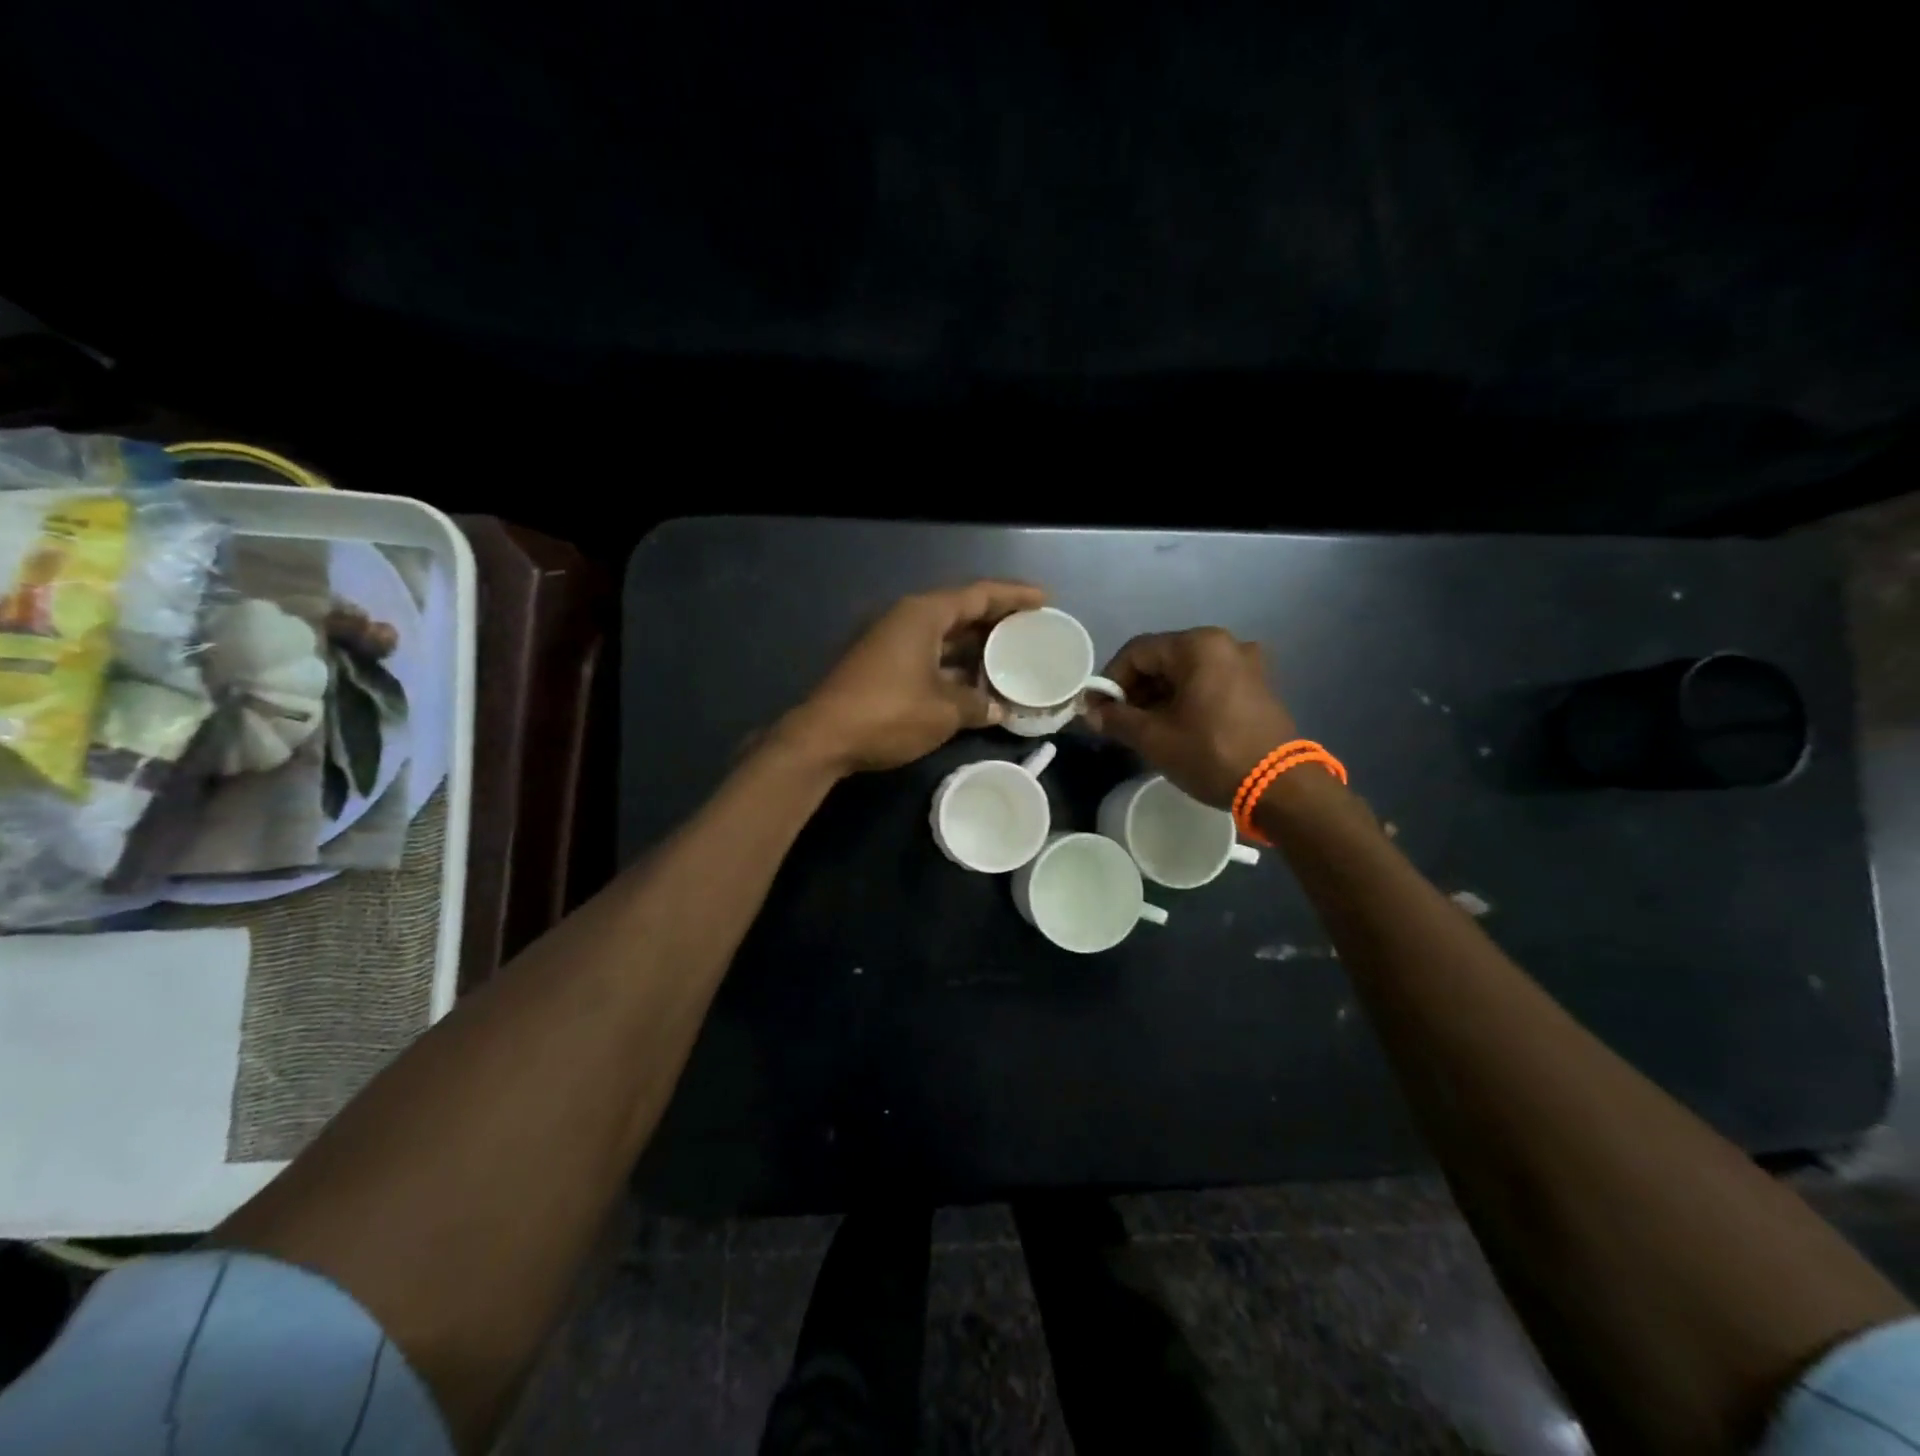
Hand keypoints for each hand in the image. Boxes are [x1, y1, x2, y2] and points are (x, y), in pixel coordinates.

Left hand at [782, 581, 1047, 773]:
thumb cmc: (888, 714)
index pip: (979, 594)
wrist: (823, 738)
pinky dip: (954, 666)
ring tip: (1012, 657)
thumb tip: (998, 710)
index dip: (1014, 596)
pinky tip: (976, 683)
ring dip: (976, 648)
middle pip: (961, 611)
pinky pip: (930, 656)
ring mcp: (892, 642)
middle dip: (997, 622)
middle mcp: (907, 619)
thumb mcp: (943, 711)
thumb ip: (977, 705)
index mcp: (924, 615)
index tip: (1045, 601)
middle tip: (1032, 630)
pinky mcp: (882, 666)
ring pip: (944, 636)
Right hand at [1084, 628, 1298, 807]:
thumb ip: (1117, 719)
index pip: (1137, 652)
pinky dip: (1185, 699)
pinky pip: (1209, 683)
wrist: (1280, 787)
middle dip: (1134, 689)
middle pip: (1162, 659)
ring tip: (1141, 728)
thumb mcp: (1155, 738)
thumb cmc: (1211, 754)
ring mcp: (1246, 664)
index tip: (1096, 709)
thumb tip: (1089, 713)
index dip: (1109, 680)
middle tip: (1115, 721)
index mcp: (1198, 646)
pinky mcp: (1257, 686)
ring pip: (1186, 672)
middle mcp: (1224, 644)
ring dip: (1158, 696)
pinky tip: (1173, 726)